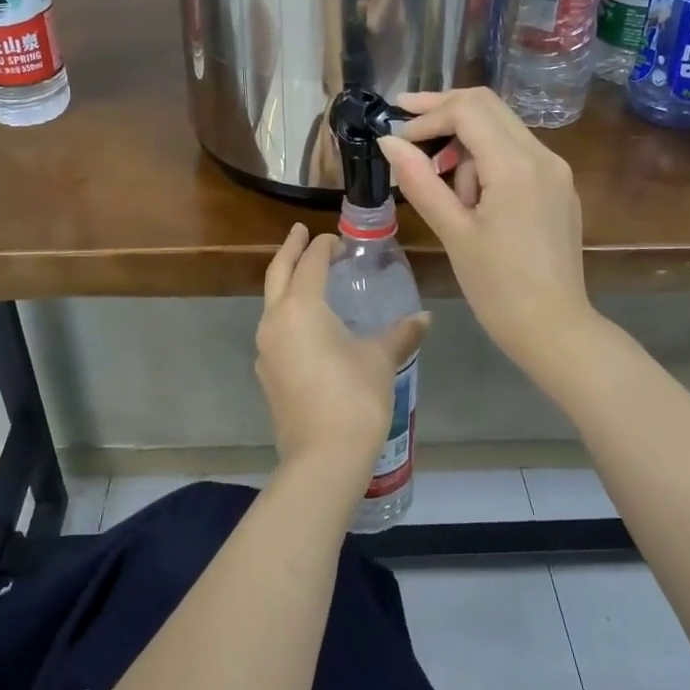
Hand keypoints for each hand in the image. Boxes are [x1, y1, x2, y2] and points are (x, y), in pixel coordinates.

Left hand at [255, 224, 429, 481]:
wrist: (322, 457)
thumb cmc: (354, 398)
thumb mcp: (380, 359)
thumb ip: (401, 333)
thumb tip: (424, 318)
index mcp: (301, 307)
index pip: (310, 263)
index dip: (323, 247)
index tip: (338, 240)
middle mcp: (275, 320)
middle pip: (279, 273)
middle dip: (291, 249)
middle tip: (301, 232)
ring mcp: (265, 348)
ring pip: (272, 302)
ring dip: (287, 282)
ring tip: (307, 276)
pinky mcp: (266, 372)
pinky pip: (275, 329)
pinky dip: (287, 313)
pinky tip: (307, 325)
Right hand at [379, 87, 594, 379]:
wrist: (555, 329)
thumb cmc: (498, 287)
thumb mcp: (453, 233)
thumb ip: (420, 181)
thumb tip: (389, 142)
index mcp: (515, 166)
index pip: (467, 110)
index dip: (426, 115)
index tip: (396, 137)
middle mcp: (542, 156)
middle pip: (487, 105)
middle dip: (443, 110)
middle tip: (404, 125)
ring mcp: (556, 170)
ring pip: (501, 127)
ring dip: (464, 140)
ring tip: (444, 188)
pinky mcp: (558, 187)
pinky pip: (516, 152)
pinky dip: (486, 157)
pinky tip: (470, 195)